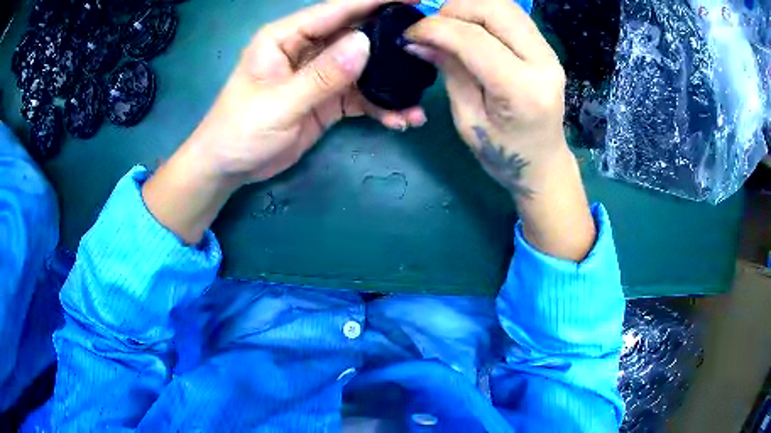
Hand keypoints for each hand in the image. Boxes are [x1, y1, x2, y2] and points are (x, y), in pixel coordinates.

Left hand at [185, 0, 425, 184]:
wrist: (229, 167)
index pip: (335, 11)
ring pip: (364, 68)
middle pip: (356, 35)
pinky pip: (361, 97)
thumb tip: (364, 43)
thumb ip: (321, 75)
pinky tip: (399, 119)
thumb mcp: (278, 104)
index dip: (373, 1)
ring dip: (391, 84)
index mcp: (286, 37)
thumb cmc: (240, 131)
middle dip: (391, 40)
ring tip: (417, 102)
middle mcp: (307, 49)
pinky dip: (381, 107)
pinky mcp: (328, 99)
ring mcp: (320, 74)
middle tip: (427, 47)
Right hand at [405, 0, 595, 260]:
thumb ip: (450, 71)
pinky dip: (484, 13)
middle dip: (453, 10)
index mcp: (521, 89)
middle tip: (432, 29)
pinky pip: (513, 16)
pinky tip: (469, 29)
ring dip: (469, 8)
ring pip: (505, 6)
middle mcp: (543, 63)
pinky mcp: (547, 49)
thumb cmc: (503, 153)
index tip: (409, 34)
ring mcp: (550, 53)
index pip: (473, 38)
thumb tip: (419, 40)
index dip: (434, 28)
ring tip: (449, 28)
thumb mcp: (468, 118)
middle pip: (494, 9)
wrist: (543, 163)